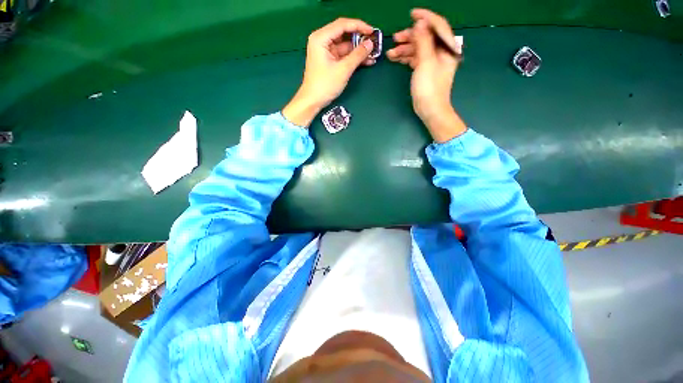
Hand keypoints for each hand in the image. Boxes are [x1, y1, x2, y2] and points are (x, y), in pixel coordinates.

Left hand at [283, 18, 375, 126]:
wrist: (313, 101)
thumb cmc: (325, 85)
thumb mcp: (343, 69)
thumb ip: (358, 55)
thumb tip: (370, 44)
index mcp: (321, 38)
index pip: (342, 25)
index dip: (359, 26)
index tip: (372, 31)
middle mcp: (322, 41)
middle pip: (344, 34)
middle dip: (360, 38)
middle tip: (374, 42)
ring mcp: (326, 51)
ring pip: (346, 46)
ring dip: (358, 50)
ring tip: (373, 54)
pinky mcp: (329, 61)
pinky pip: (344, 55)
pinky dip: (354, 58)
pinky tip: (366, 61)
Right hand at [387, 9, 466, 141]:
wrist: (430, 109)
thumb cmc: (429, 87)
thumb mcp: (425, 62)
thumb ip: (423, 41)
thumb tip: (420, 22)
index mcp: (447, 47)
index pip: (437, 25)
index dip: (425, 17)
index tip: (411, 14)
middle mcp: (442, 52)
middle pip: (426, 37)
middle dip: (410, 36)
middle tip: (395, 38)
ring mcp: (433, 61)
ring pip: (419, 48)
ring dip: (405, 49)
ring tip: (391, 53)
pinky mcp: (425, 70)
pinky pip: (416, 58)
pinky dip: (406, 57)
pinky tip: (396, 59)